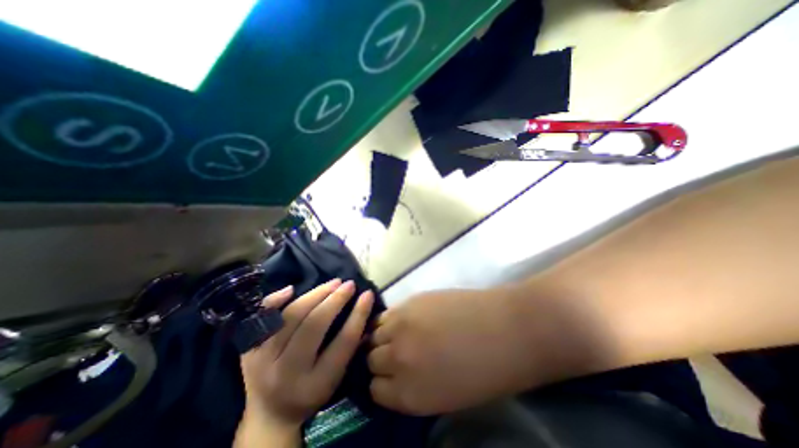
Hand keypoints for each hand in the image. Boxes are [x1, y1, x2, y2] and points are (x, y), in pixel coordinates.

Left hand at [239, 280, 374, 430]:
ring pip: (291, 316)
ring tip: (333, 283)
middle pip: (313, 325)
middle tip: (349, 285)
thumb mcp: (336, 379)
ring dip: (315, 294)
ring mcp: (263, 359)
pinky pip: (261, 318)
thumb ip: (349, 347)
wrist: (269, 415)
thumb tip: (361, 310)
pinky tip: (293, 289)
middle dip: (335, 300)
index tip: (367, 295)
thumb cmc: (312, 394)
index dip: (358, 315)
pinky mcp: (249, 350)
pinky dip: (276, 300)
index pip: (343, 342)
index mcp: (315, 384)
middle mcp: (287, 372)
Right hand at [366, 289, 556, 414]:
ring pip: (374, 332)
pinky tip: (406, 319)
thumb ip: (415, 388)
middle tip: (395, 352)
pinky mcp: (410, 302)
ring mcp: (402, 325)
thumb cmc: (485, 372)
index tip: (391, 376)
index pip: (375, 390)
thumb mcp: (446, 397)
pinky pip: (387, 313)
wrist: (506, 329)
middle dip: (381, 358)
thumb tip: (398, 375)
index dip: (383, 383)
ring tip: (399, 333)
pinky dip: (391, 319)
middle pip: (371, 358)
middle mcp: (397, 358)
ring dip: (383, 335)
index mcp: (408, 394)